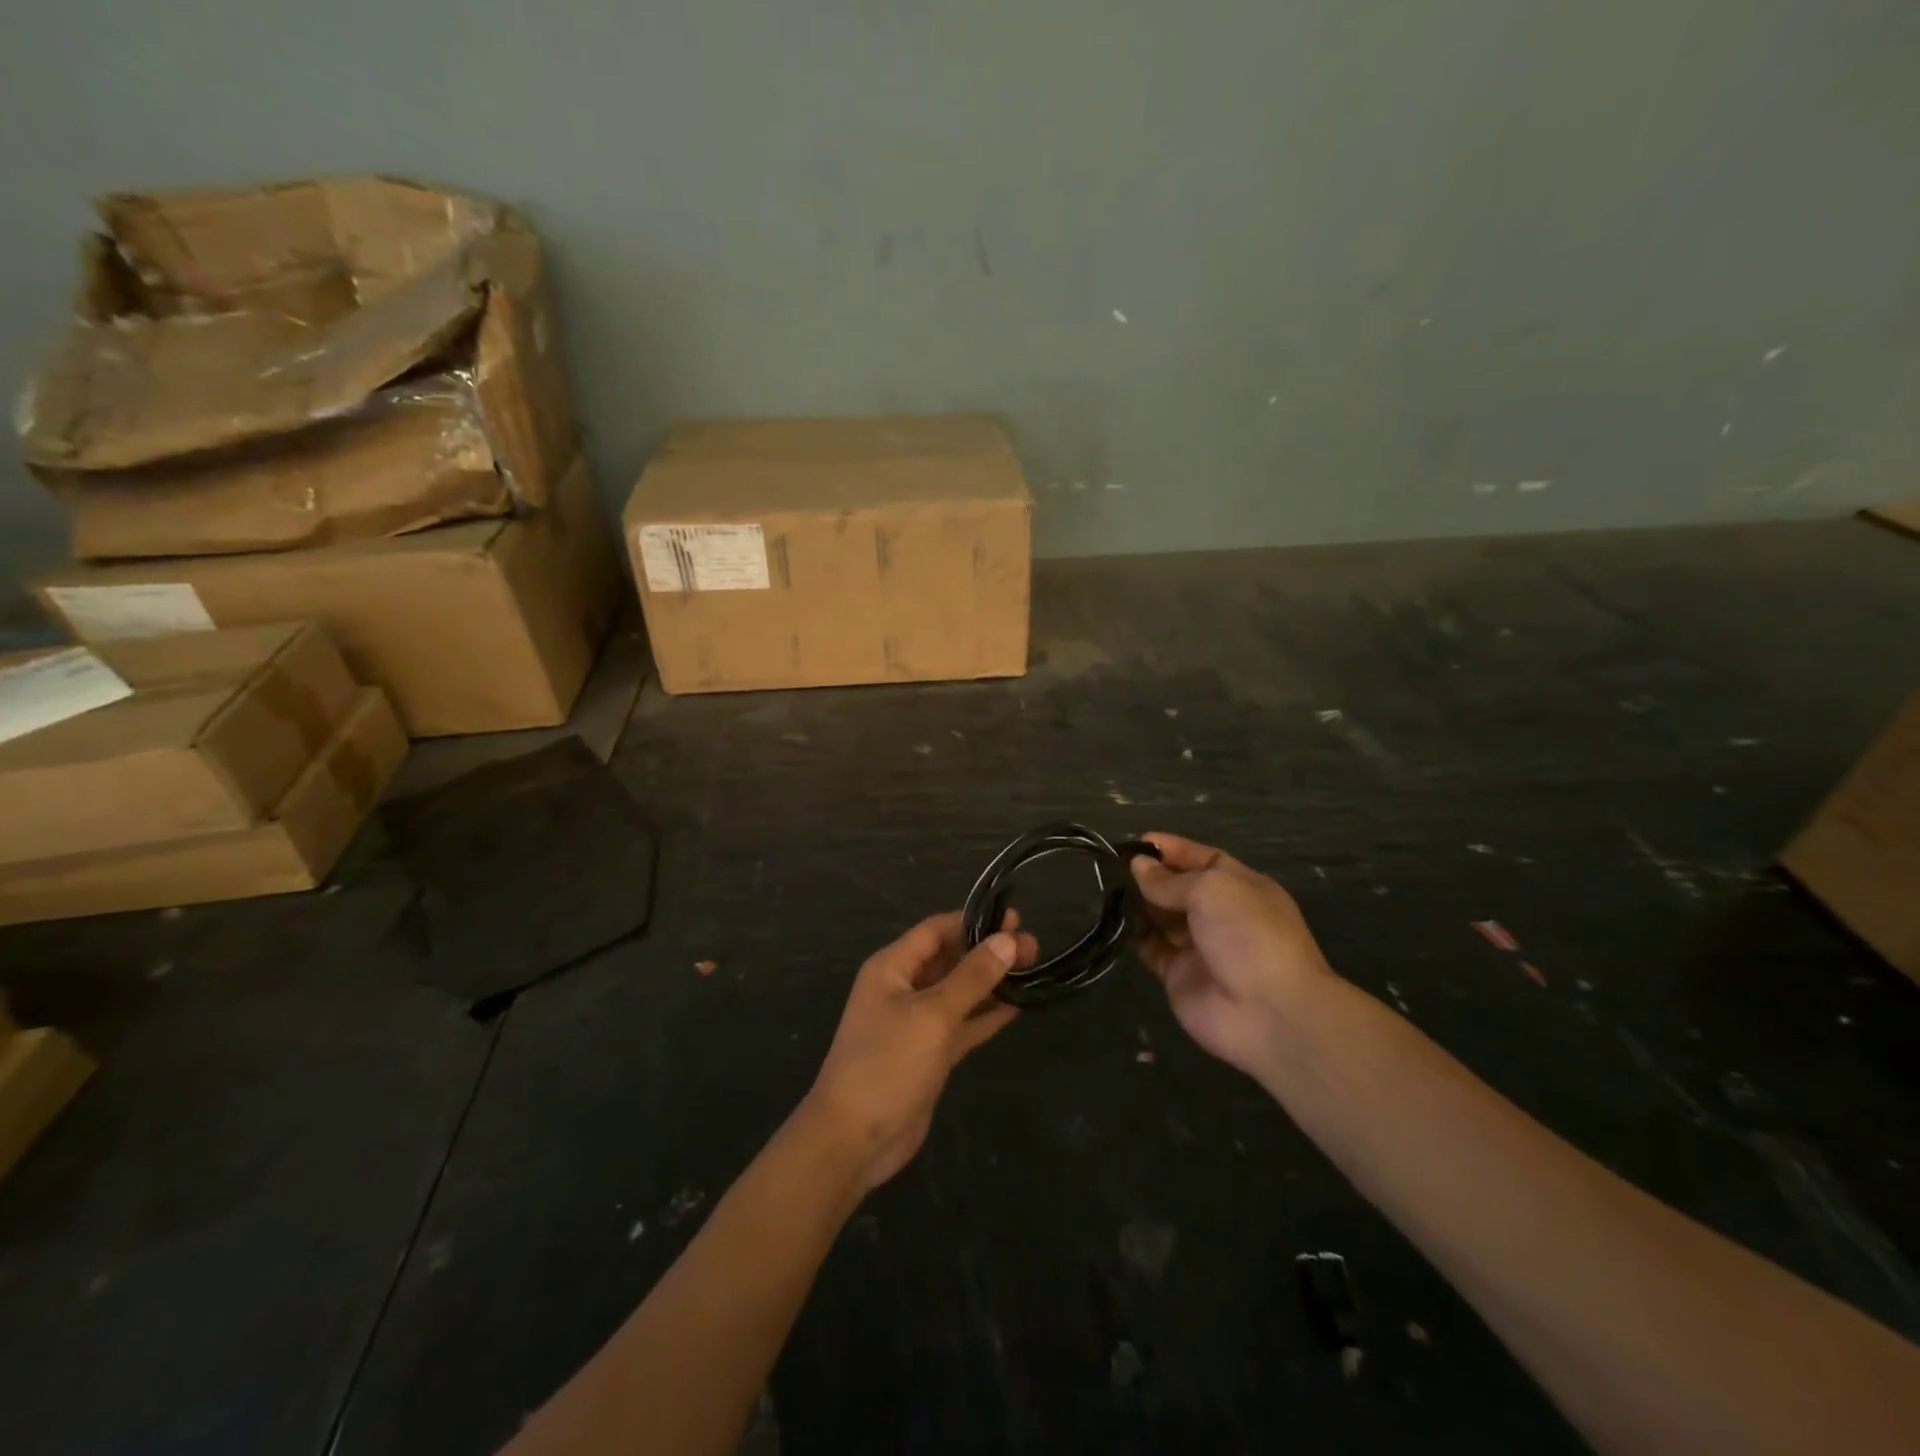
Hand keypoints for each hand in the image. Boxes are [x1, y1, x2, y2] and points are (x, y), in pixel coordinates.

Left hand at [800, 911, 1035, 1193]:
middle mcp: (903, 988)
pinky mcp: (929, 1054)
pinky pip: (962, 1025)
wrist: (854, 1139)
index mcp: (892, 968)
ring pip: (959, 992)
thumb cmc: (887, 1064)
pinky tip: (1018, 1006)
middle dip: (988, 951)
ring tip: (1033, 968)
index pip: (936, 930)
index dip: (973, 922)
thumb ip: (972, 977)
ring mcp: (916, 1023)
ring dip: (992, 982)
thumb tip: (1007, 940)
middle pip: (950, 959)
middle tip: (1033, 946)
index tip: (1014, 918)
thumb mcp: (933, 1015)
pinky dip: (986, 1015)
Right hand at [1131, 833, 1334, 1078]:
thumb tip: (1137, 866)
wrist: (1269, 1013)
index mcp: (1241, 886)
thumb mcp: (1211, 890)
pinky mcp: (1178, 975)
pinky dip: (1133, 934)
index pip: (1201, 859)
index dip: (1171, 849)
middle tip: (1111, 865)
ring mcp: (1199, 946)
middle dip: (1149, 875)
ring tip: (1105, 887)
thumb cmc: (1248, 934)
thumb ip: (1170, 880)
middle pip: (1178, 888)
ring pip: (1161, 917)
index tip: (1136, 842)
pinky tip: (1112, 919)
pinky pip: (1151, 947)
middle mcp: (1220, 914)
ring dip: (1137, 903)